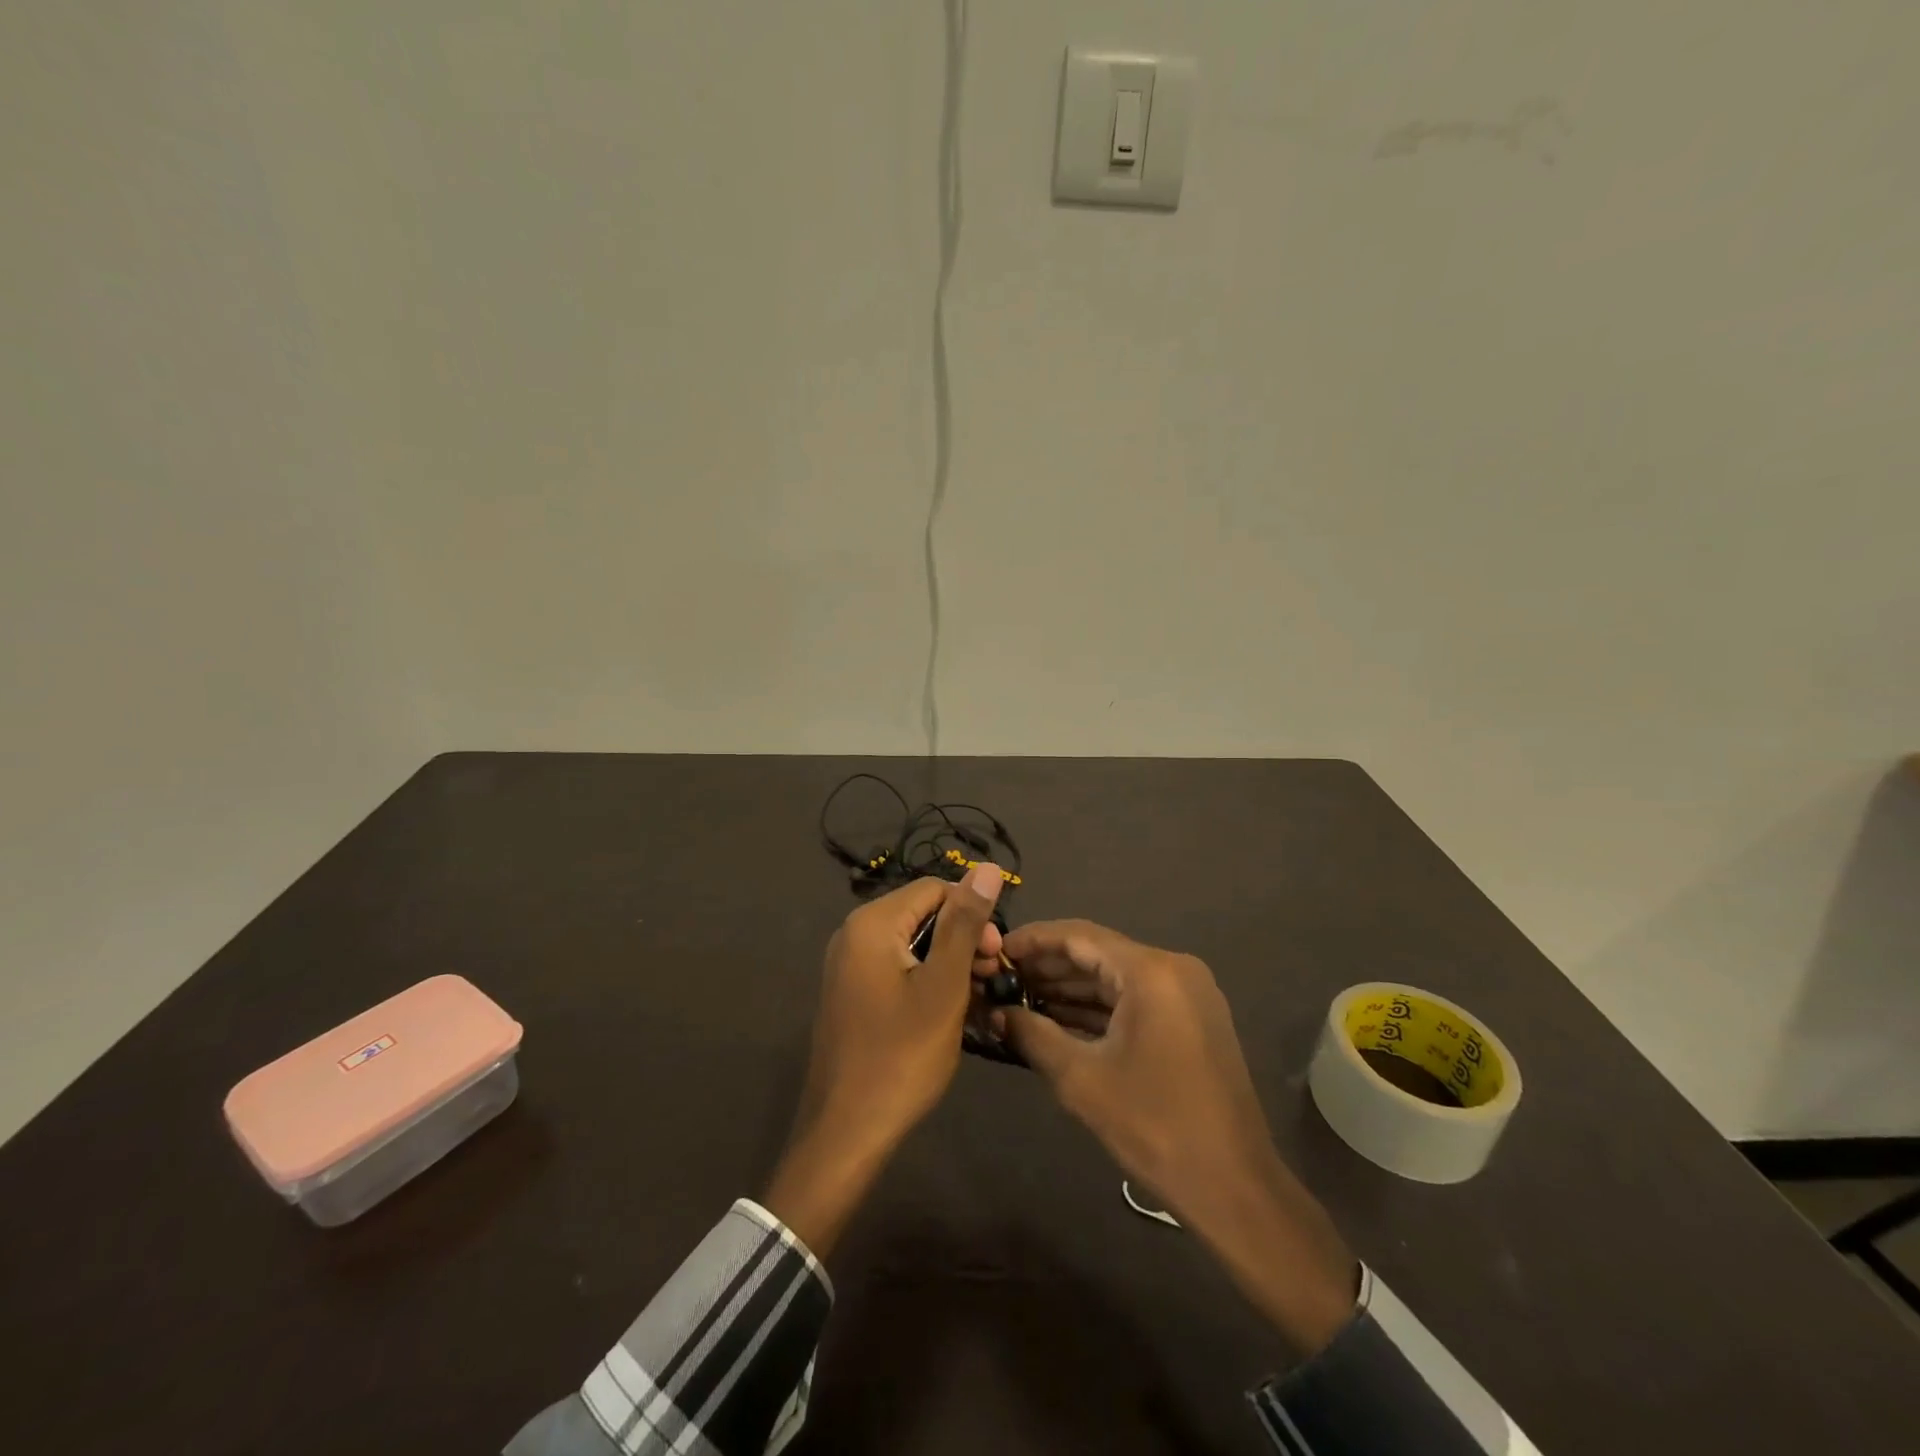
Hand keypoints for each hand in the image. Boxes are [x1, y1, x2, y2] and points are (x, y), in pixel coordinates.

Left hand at [762, 866, 1004, 1256]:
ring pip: (914, 945)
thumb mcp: (943, 986)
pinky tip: (952, 1011)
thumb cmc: (901, 1056)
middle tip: (992, 978)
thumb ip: (964, 924)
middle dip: (964, 939)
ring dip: (951, 964)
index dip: (973, 913)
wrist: (846, 1133)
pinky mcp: (854, 995)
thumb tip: (988, 867)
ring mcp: (850, 967)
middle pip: (923, 915)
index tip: (997, 955)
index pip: (935, 889)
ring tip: (978, 998)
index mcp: (872, 924)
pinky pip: (899, 970)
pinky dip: (929, 982)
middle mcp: (854, 935)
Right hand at [998, 920, 1358, 1352]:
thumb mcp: (1081, 1079)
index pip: (1080, 935)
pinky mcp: (1192, 1019)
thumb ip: (1033, 1035)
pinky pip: (1135, 999)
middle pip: (1099, 953)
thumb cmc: (1154, 1126)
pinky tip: (1059, 1019)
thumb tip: (995, 1013)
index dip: (1034, 940)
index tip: (996, 949)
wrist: (1234, 1187)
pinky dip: (1099, 1007)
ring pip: (1116, 977)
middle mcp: (1173, 969)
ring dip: (1071, 988)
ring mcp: (1188, 994)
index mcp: (1151, 971)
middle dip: (1049, 966)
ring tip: (1020, 997)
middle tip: (1002, 977)